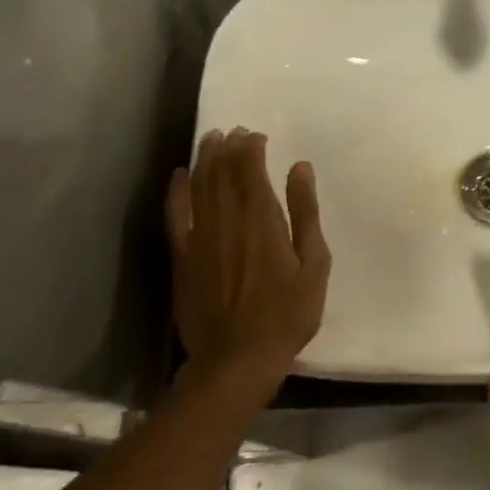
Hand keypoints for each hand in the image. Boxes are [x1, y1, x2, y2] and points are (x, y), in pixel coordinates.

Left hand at [167, 128, 330, 397]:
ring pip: (199, 186)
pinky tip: (180, 175)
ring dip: (204, 159)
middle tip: (234, 131)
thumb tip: (300, 168)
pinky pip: (176, 215)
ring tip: (210, 139)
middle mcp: (226, 219)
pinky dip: (177, 191)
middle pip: (222, 171)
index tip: (256, 135)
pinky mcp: (182, 257)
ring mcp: (199, 237)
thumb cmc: (287, 313)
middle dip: (228, 147)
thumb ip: (305, 213)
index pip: (250, 168)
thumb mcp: (313, 264)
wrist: (238, 359)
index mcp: (262, 218)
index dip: (251, 147)